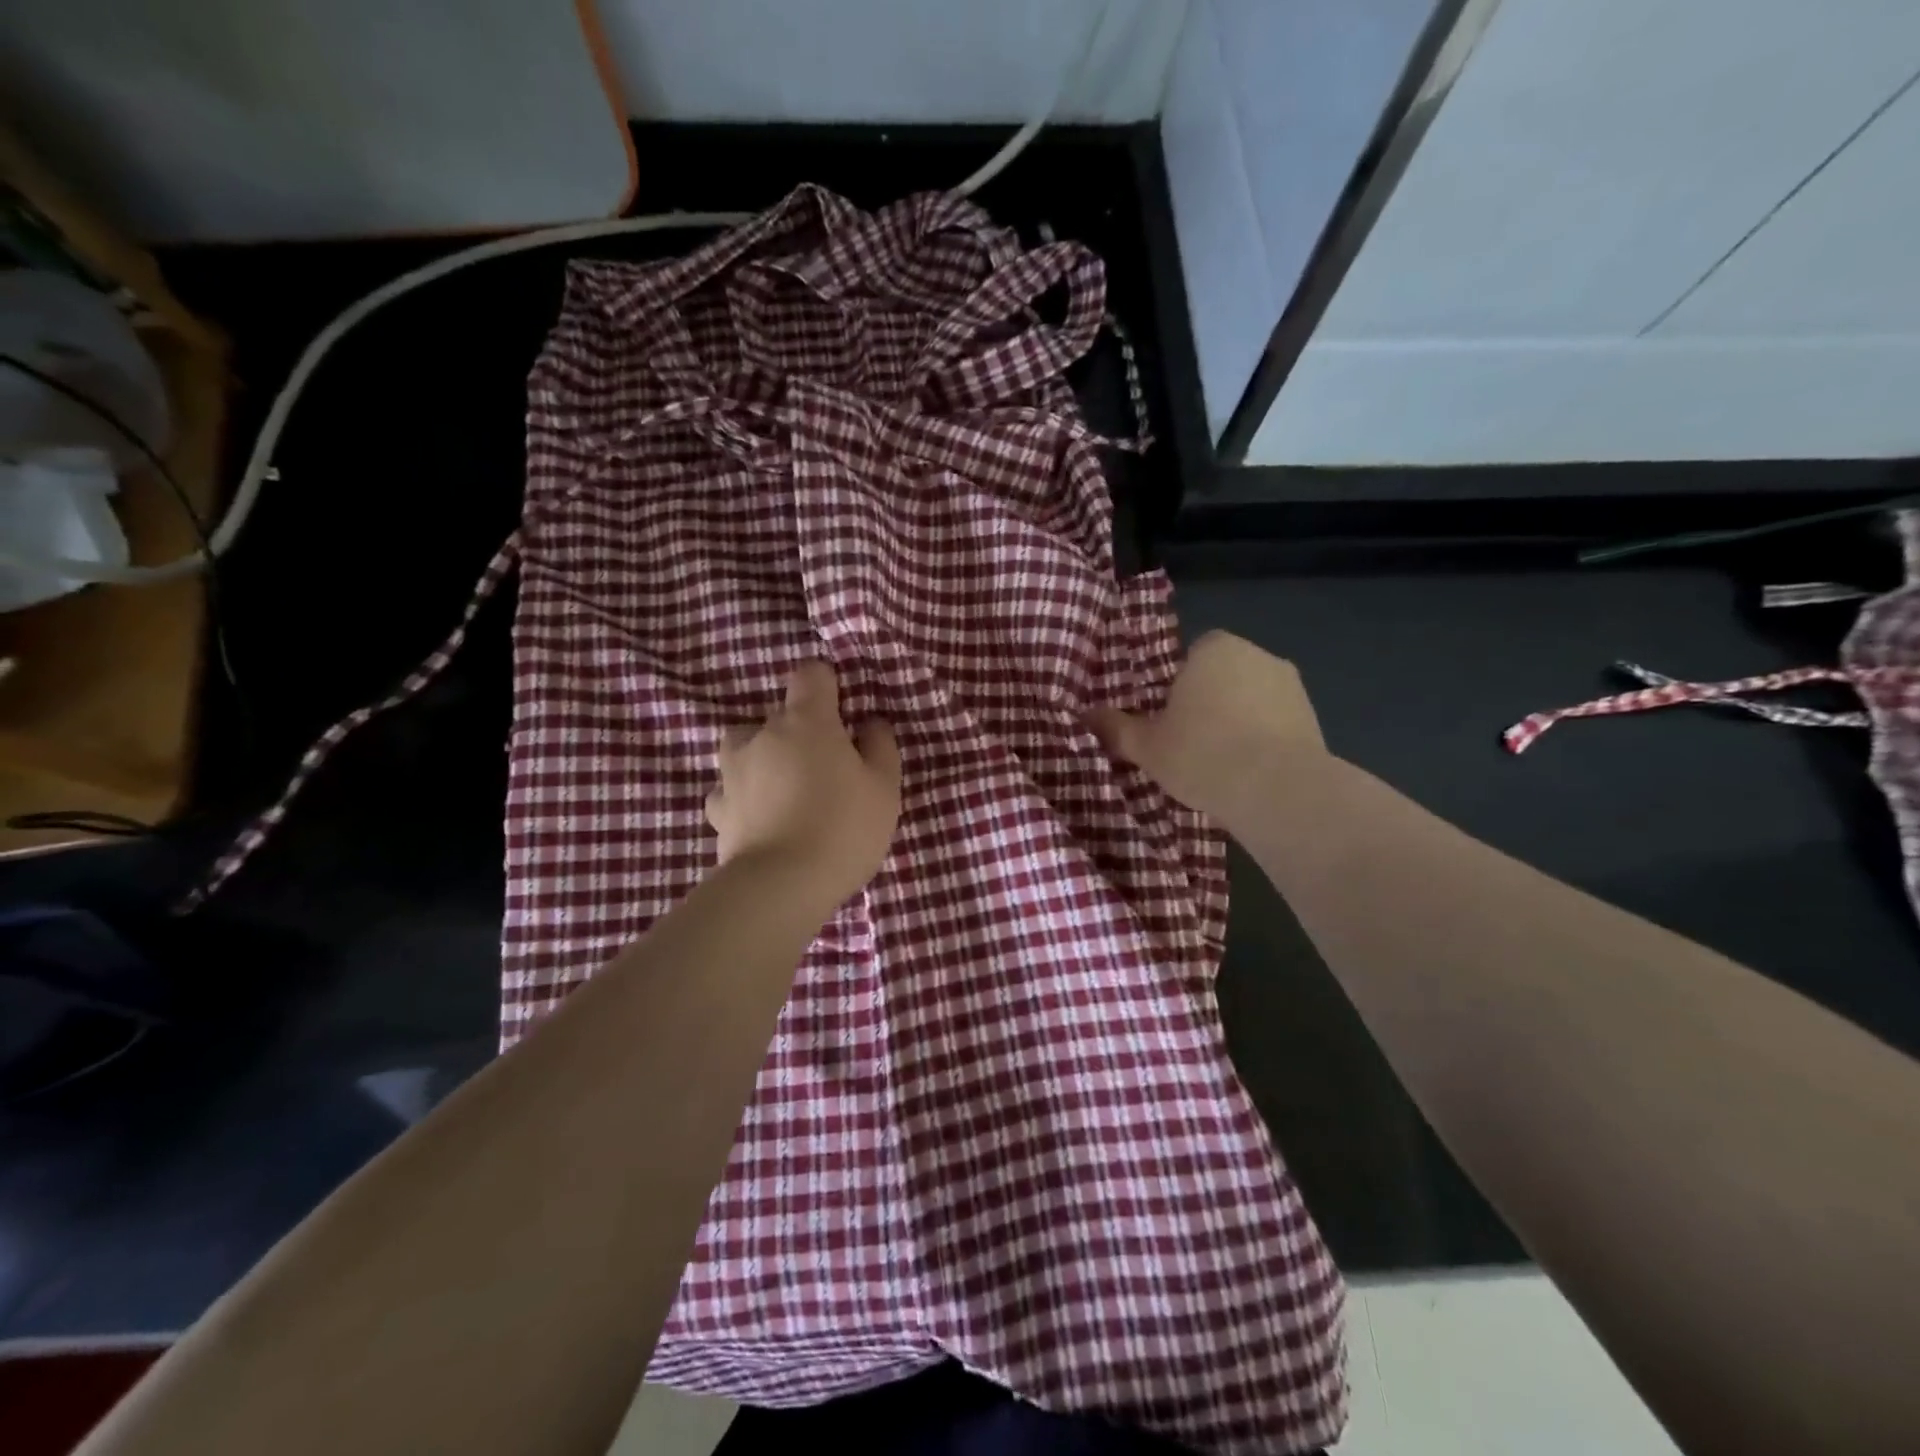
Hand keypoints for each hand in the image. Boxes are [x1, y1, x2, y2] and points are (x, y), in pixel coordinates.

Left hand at [706, 660, 901, 904]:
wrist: (780, 886)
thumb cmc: (843, 827)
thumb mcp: (884, 787)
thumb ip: (879, 745)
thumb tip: (868, 723)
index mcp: (806, 722)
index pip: (810, 675)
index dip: (827, 686)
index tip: (842, 712)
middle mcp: (762, 735)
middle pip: (779, 715)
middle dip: (800, 731)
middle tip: (826, 768)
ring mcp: (733, 772)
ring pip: (745, 747)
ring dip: (763, 757)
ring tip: (785, 789)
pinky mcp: (717, 810)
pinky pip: (730, 790)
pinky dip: (744, 796)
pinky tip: (760, 817)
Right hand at [1085, 631, 1325, 826]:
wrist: (1277, 789)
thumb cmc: (1201, 753)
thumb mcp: (1146, 745)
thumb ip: (1116, 727)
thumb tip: (1084, 715)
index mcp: (1214, 648)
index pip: (1191, 655)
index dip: (1176, 685)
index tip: (1167, 716)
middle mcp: (1257, 655)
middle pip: (1223, 675)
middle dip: (1208, 701)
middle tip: (1188, 741)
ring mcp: (1291, 686)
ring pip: (1251, 700)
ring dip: (1238, 721)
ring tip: (1219, 763)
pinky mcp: (1313, 719)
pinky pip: (1276, 724)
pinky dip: (1263, 741)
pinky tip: (1248, 773)